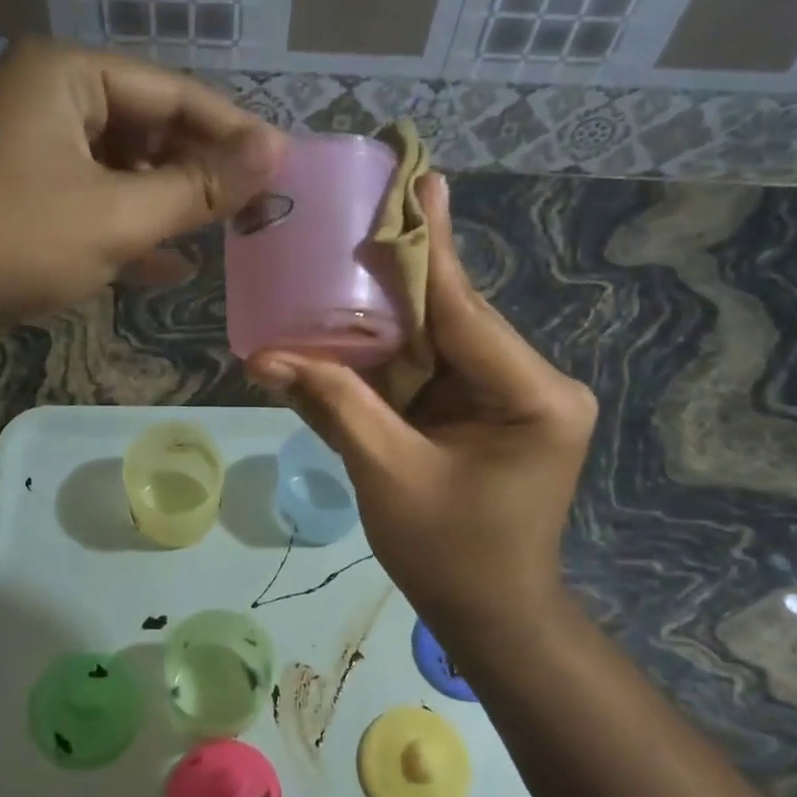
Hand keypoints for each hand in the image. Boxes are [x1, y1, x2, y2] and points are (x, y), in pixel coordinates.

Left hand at [0, 39, 283, 349]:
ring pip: (121, 173)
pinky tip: (171, 266)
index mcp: (66, 75)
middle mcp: (46, 101)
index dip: (233, 132)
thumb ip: (199, 186)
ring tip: (224, 239)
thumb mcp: (117, 215)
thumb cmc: (9, 240)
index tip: (283, 170)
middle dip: (199, 174)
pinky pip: (91, 206)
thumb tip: (275, 152)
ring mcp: (28, 153)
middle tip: (255, 214)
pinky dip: (129, 233)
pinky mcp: (19, 202)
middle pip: (148, 130)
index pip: (174, 92)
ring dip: (168, 208)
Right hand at [248, 175, 596, 647]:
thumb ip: (333, 404)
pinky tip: (352, 326)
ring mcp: (513, 395)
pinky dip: (390, 357)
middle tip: (356, 218)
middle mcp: (534, 383)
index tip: (419, 181)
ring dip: (387, 317)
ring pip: (439, 340)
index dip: (429, 249)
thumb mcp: (386, 474)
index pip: (466, 311)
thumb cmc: (450, 555)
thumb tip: (262, 358)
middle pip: (453, 318)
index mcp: (533, 396)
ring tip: (343, 262)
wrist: (491, 615)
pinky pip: (433, 370)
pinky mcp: (489, 410)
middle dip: (397, 280)